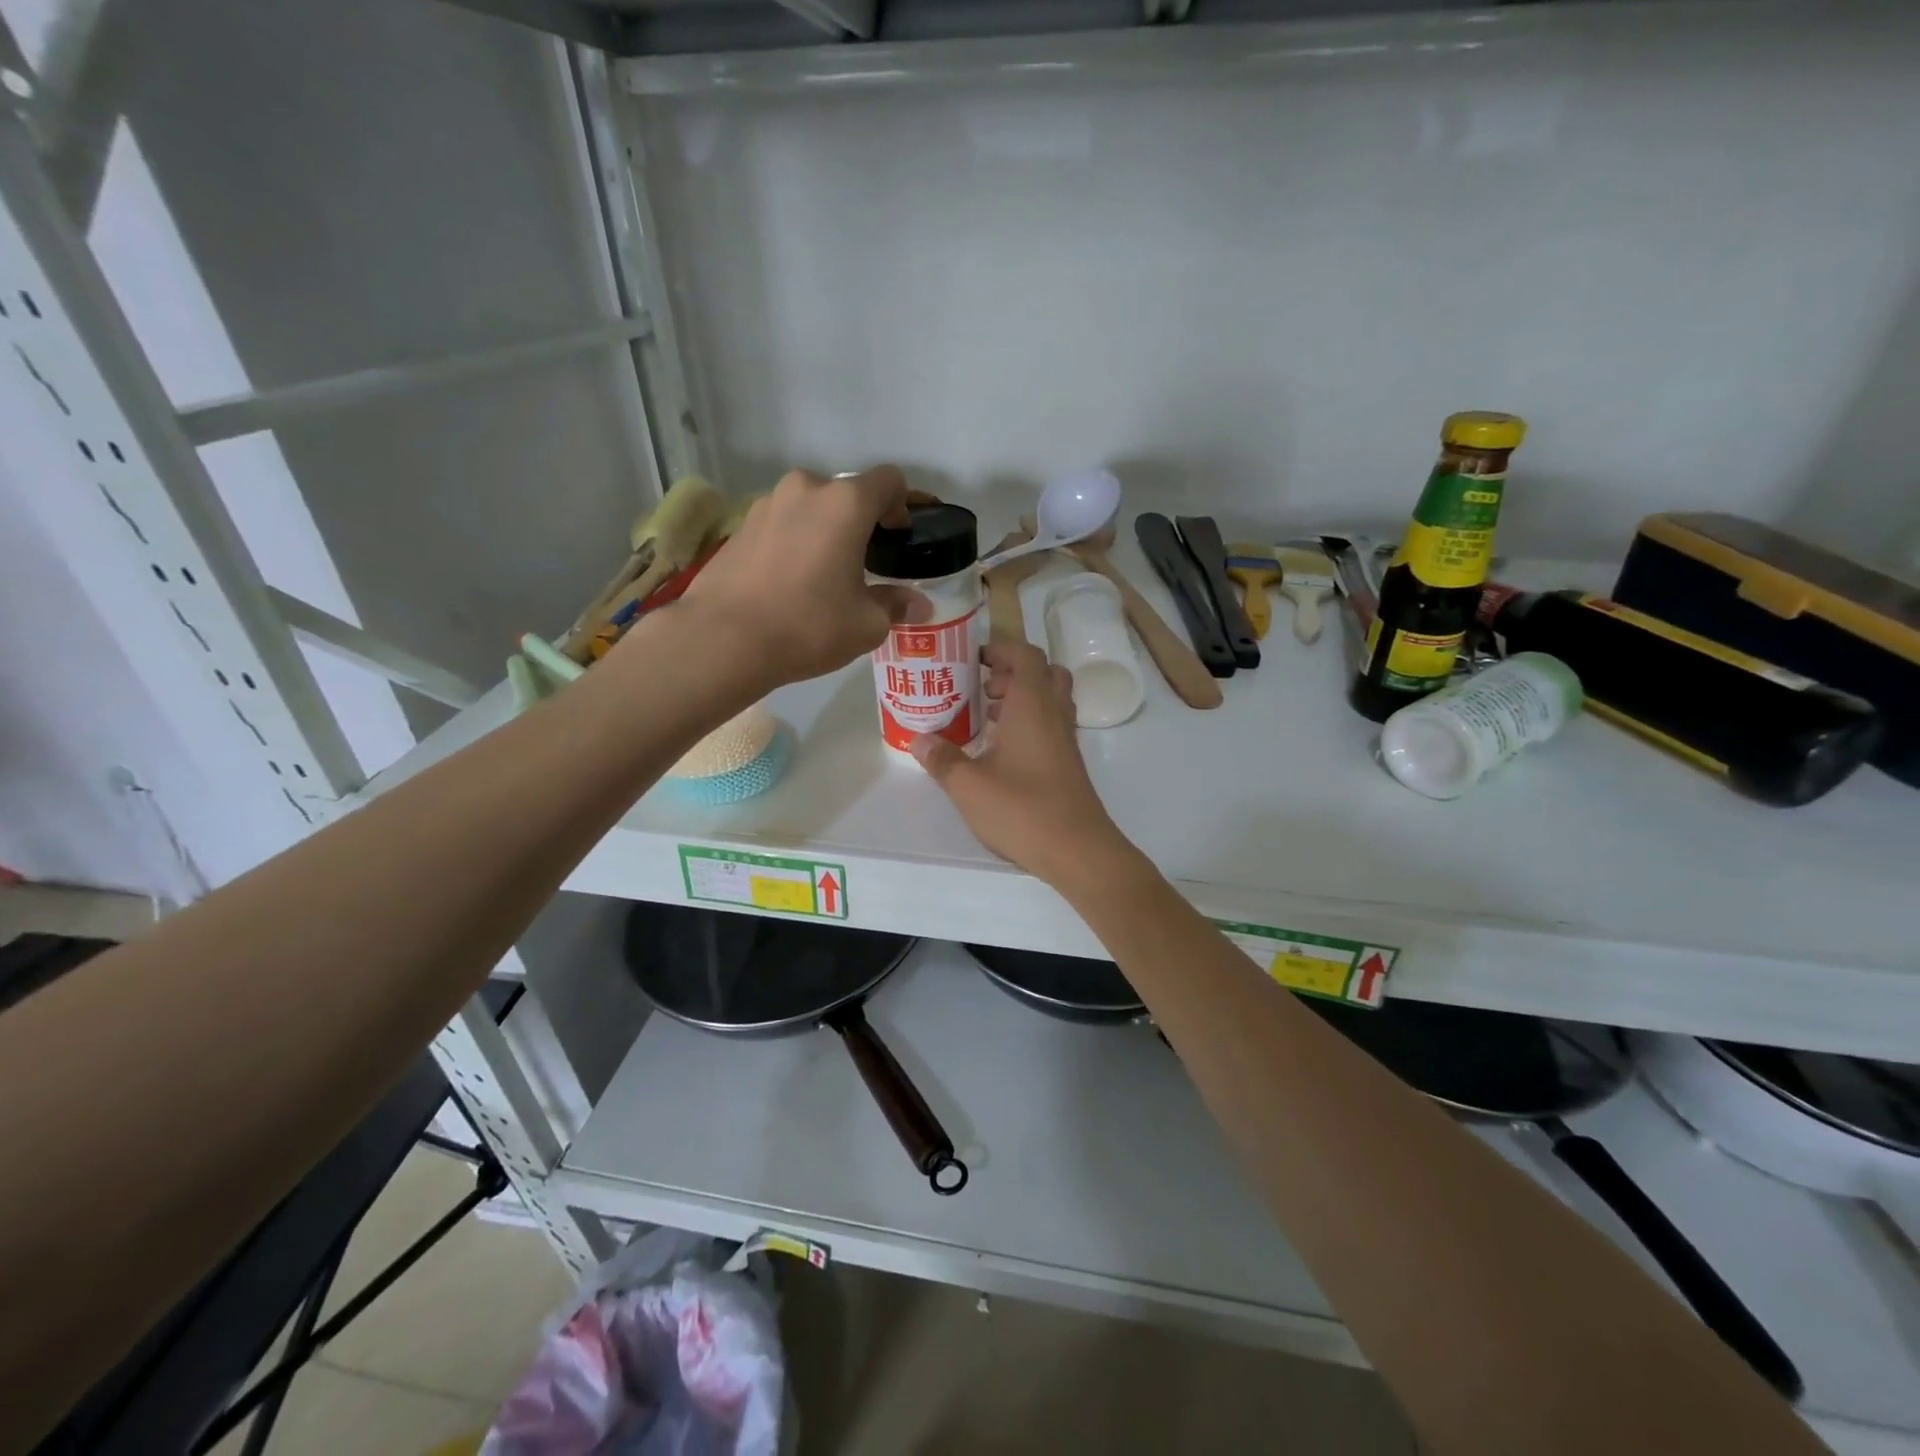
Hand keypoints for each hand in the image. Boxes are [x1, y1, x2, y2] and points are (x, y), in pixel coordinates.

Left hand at [678, 465, 927, 688]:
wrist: (723, 639)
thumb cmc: (808, 626)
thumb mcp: (866, 624)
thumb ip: (895, 605)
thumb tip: (918, 604)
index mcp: (846, 503)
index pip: (889, 480)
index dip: (902, 505)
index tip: (898, 538)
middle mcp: (806, 490)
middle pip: (846, 493)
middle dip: (859, 521)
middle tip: (862, 562)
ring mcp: (766, 504)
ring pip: (809, 508)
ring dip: (823, 530)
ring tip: (822, 574)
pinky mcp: (739, 526)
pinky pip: (781, 525)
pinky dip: (793, 542)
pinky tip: (788, 582)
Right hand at [911, 642, 1128, 883]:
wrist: (1078, 850)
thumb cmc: (1022, 809)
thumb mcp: (969, 786)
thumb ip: (942, 760)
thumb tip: (919, 740)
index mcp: (1032, 704)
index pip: (1025, 654)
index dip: (1000, 649)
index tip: (972, 659)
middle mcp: (1054, 713)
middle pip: (1042, 672)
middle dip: (1011, 672)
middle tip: (981, 689)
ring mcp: (1065, 739)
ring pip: (1049, 700)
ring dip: (1021, 698)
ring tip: (986, 719)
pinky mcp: (1069, 763)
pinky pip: (1050, 725)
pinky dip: (1029, 724)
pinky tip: (1002, 752)